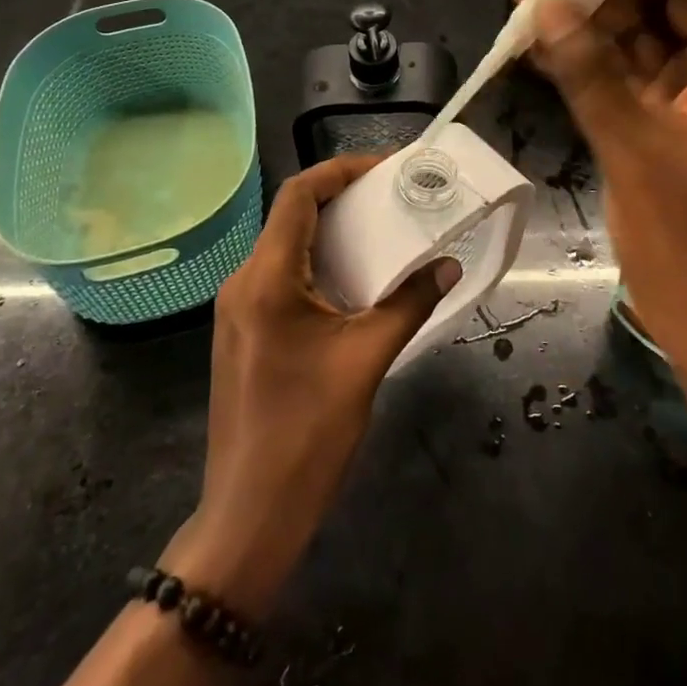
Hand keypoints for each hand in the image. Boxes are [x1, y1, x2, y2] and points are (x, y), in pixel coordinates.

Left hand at [162, 155, 459, 618]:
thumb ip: (409, 303)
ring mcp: (238, 309)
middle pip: (292, 216)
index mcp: (266, 278)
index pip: (299, 195)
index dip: (341, 170)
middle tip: (393, 197)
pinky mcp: (243, 332)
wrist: (249, 516)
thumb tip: (448, 265)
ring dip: (331, 233)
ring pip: (286, 246)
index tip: (386, 169)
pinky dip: (318, 264)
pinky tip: (353, 281)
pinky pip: (281, 277)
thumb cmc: (307, 433)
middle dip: (343, 199)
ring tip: (381, 232)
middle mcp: (243, 281)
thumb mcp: (367, 360)